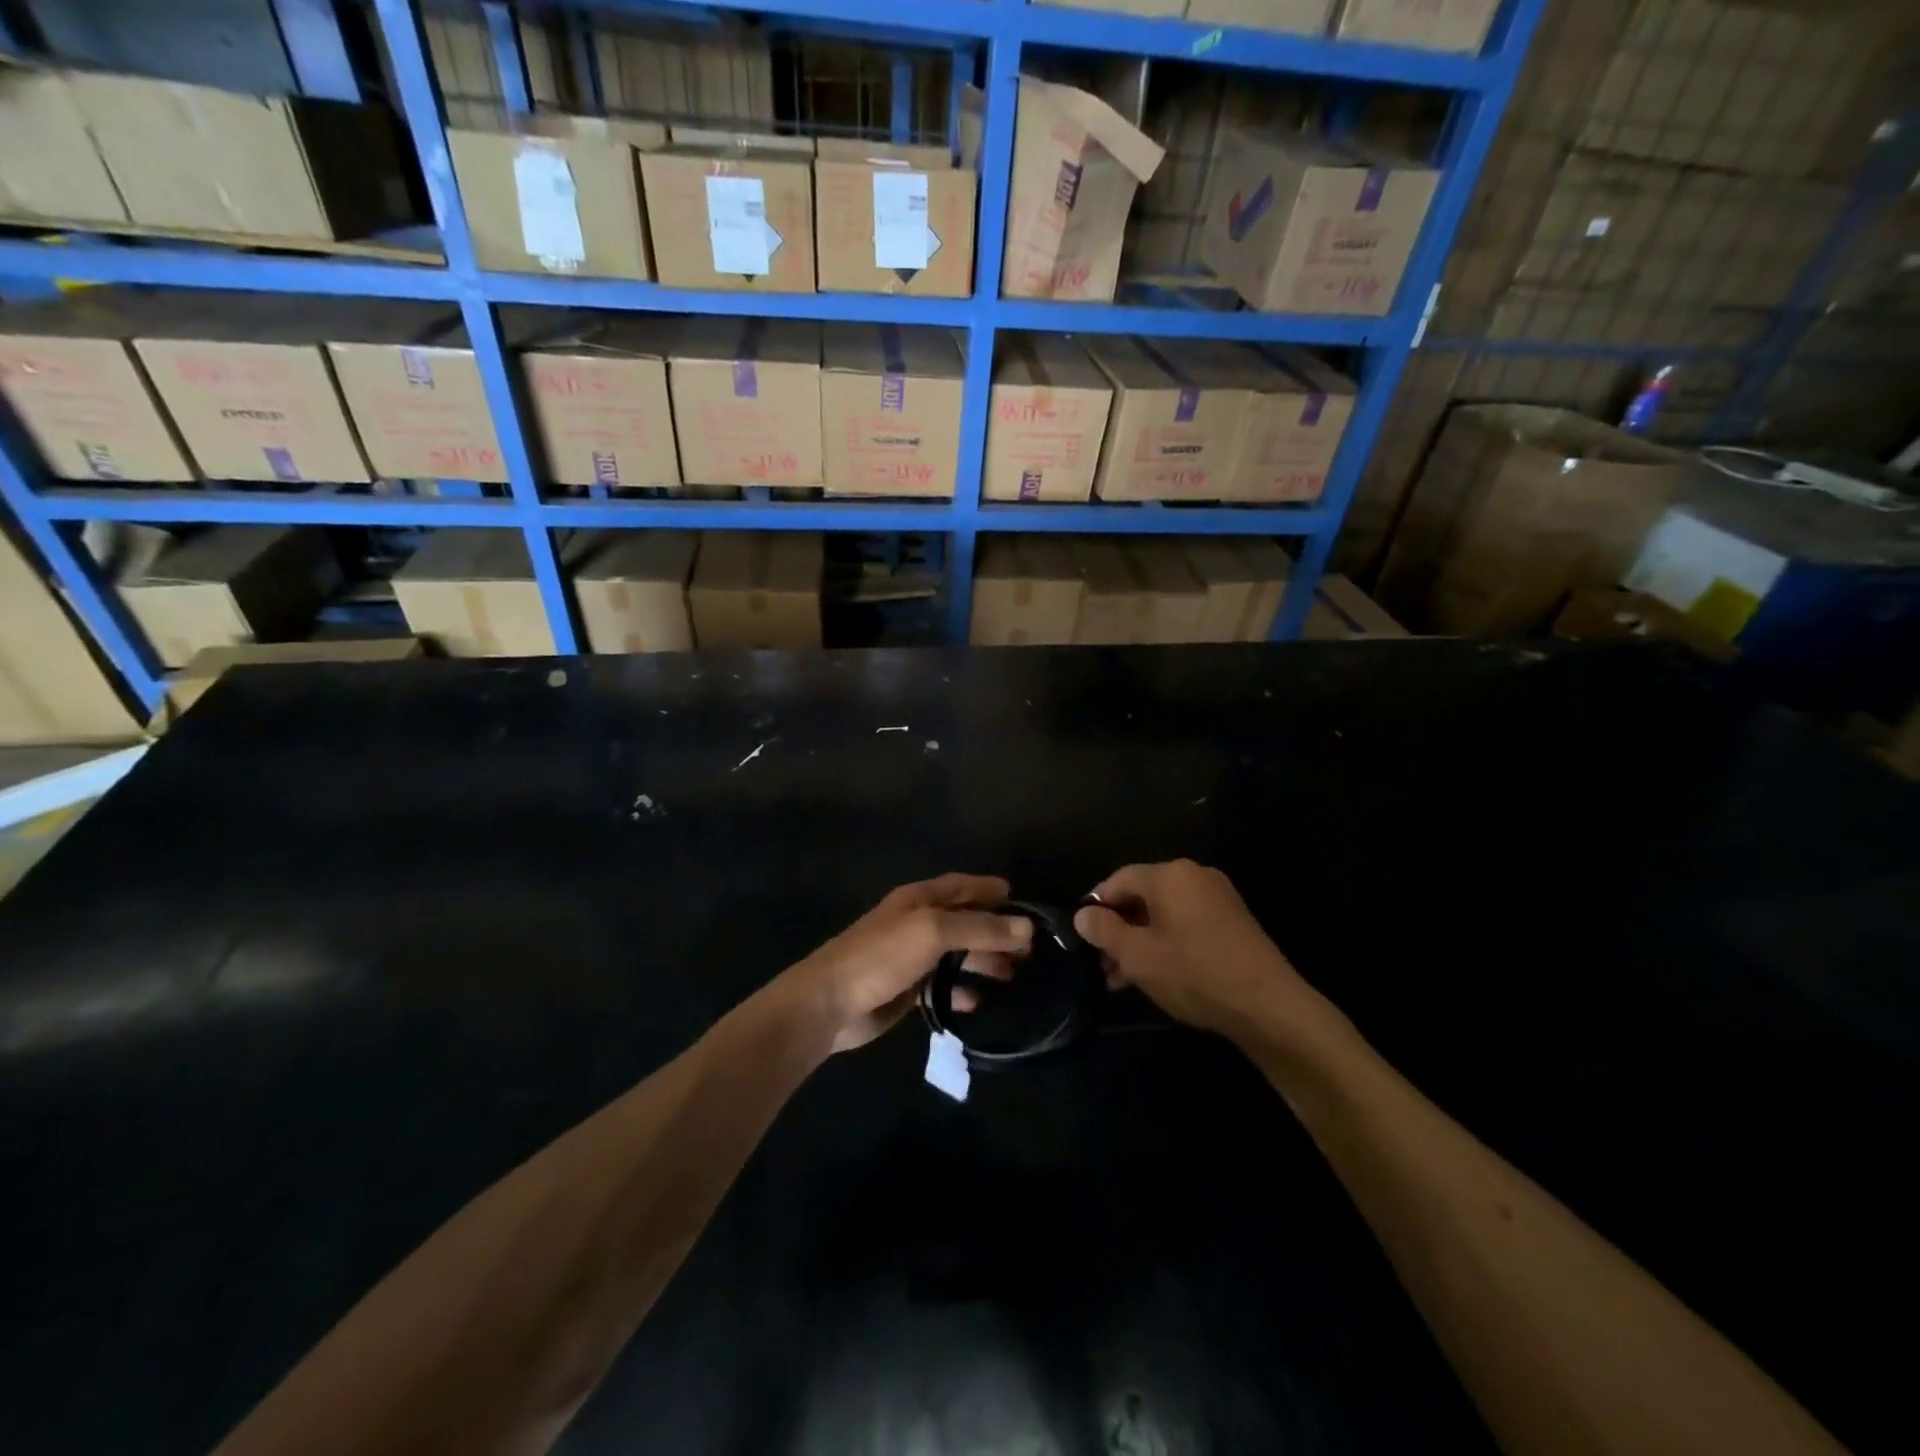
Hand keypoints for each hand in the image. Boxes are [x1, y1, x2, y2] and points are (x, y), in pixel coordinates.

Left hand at [785, 874, 1032, 1053]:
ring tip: (1013, 976)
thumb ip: (980, 928)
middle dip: (996, 932)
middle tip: (1030, 951)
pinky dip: (961, 990)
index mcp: (920, 899)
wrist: (829, 1003)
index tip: (1026, 905)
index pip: (964, 886)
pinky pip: (942, 985)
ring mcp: (911, 957)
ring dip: (984, 962)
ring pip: (956, 954)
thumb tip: (1026, 927)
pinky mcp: (906, 989)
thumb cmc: (881, 956)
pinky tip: (978, 1002)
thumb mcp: (933, 932)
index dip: (992, 891)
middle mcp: (917, 922)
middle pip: (965, 922)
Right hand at [1073, 860, 1326, 1040]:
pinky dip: (1167, 943)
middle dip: (1119, 929)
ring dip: (1141, 941)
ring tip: (1125, 978)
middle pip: (1142, 896)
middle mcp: (1194, 875)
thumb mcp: (1138, 955)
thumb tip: (1083, 914)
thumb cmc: (1194, 973)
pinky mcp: (1233, 921)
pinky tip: (1158, 975)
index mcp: (1169, 874)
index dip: (1096, 907)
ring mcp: (1218, 897)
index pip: (1118, 879)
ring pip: (1164, 913)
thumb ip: (1104, 930)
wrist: (1269, 1006)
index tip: (1084, 938)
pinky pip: (1187, 923)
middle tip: (1104, 965)